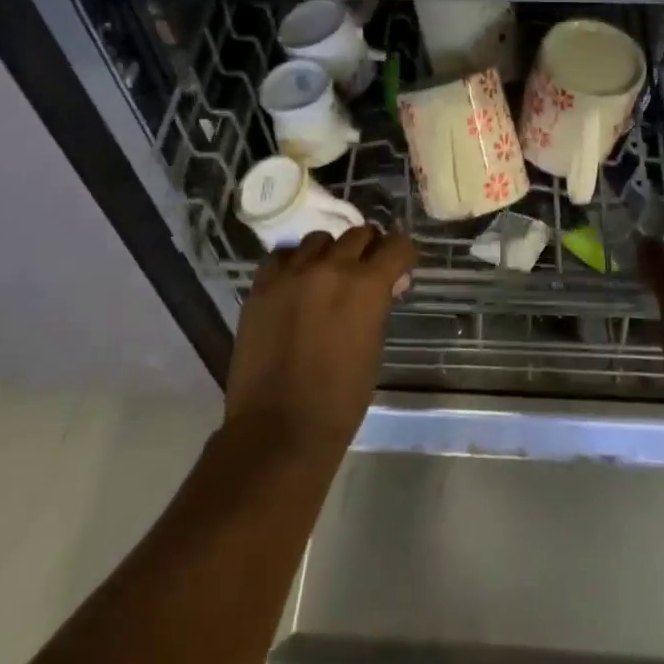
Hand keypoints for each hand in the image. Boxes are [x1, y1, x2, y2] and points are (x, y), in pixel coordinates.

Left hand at [223, 226, 416, 457]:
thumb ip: (378, 306)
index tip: (400, 266)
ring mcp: (291, 274)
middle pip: (358, 234)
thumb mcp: (374, 347)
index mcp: (367, 286)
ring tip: (327, 276)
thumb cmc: (340, 399)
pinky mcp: (261, 287)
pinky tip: (296, 282)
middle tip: (366, 271)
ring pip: (318, 239)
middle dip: (369, 249)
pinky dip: (294, 263)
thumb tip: (386, 285)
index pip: (397, 245)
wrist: (279, 429)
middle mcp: (330, 268)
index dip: (403, 254)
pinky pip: (282, 256)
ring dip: (330, 253)